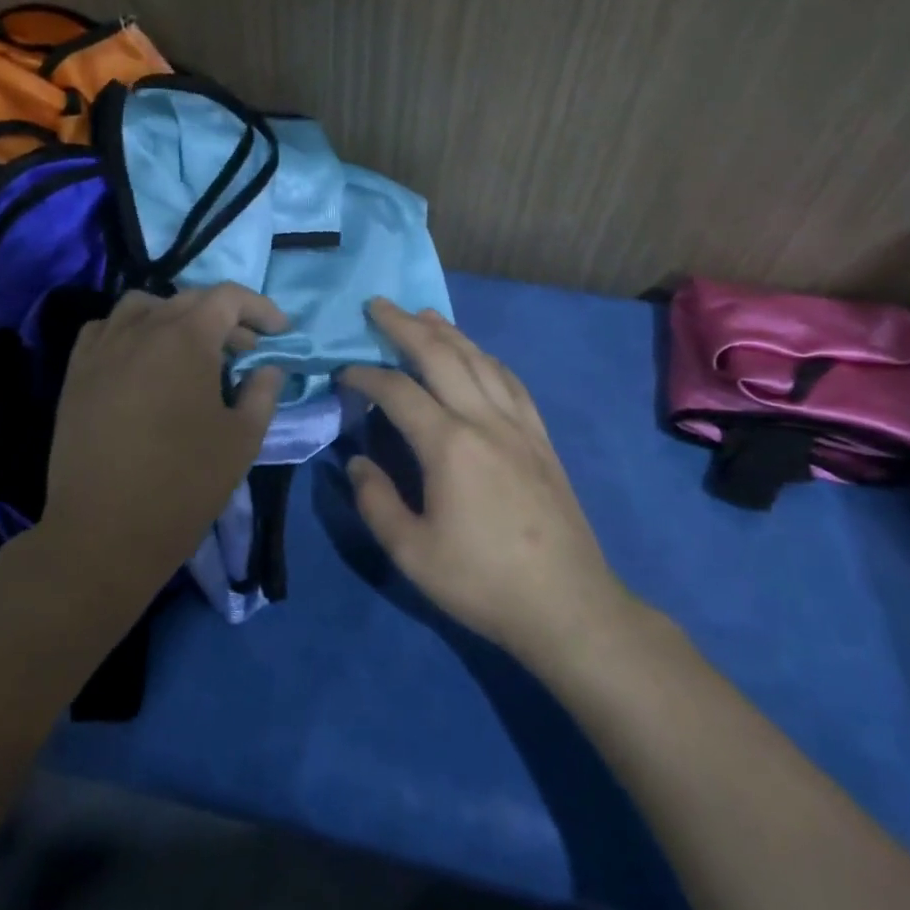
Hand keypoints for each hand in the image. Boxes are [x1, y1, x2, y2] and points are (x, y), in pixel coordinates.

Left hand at [44, 285, 286, 583]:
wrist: (104, 532)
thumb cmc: (184, 484)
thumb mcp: (242, 439)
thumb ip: (262, 392)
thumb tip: (268, 368)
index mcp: (186, 339)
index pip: (228, 298)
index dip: (261, 308)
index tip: (280, 332)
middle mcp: (141, 329)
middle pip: (189, 299)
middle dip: (226, 318)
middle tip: (247, 352)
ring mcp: (102, 348)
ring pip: (143, 306)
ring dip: (175, 317)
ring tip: (191, 351)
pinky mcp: (76, 373)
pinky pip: (106, 329)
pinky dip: (133, 331)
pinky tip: (143, 362)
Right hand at [342, 299, 623, 663]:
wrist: (567, 604)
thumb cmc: (482, 581)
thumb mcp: (412, 552)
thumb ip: (376, 501)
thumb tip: (357, 461)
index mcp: (449, 445)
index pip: (398, 391)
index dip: (366, 375)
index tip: (343, 371)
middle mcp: (485, 420)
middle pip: (442, 356)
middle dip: (406, 326)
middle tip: (379, 305)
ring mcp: (519, 426)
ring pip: (481, 361)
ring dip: (449, 333)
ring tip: (424, 315)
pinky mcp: (541, 439)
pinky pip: (511, 382)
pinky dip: (487, 358)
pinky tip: (479, 356)